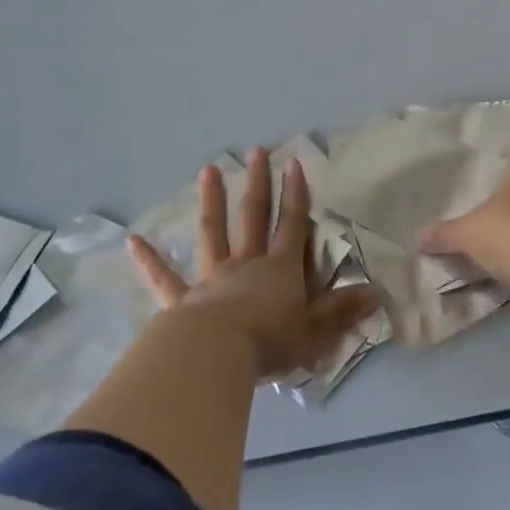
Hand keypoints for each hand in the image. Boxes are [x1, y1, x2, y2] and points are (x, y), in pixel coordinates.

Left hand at [128, 148, 382, 380]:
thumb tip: (376, 292)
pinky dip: (149, 260)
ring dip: (211, 201)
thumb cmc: (271, 343)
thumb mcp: (315, 331)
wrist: (217, 356)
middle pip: (253, 217)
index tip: (294, 163)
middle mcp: (246, 264)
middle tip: (256, 152)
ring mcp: (212, 278)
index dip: (296, 194)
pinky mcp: (183, 300)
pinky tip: (132, 241)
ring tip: (208, 171)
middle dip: (258, 184)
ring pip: (212, 233)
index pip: (292, 225)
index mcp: (280, 270)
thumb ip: (342, 311)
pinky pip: (164, 279)